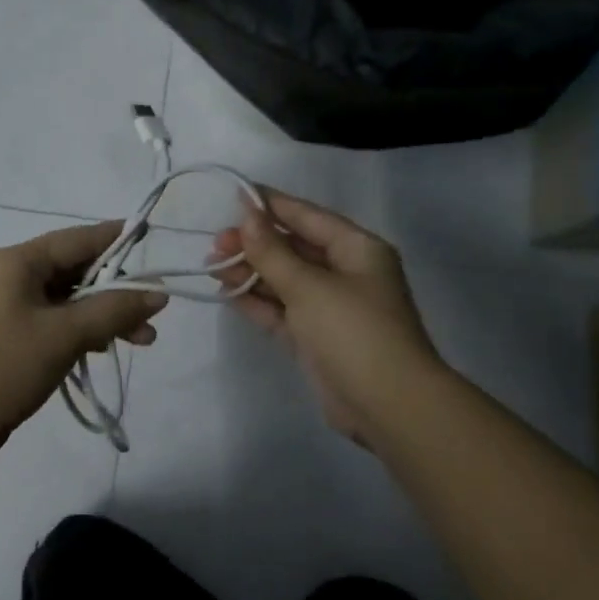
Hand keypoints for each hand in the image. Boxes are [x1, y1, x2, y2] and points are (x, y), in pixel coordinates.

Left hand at [0, 221, 167, 468]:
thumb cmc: (2, 368)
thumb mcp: (64, 335)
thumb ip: (113, 310)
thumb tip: (159, 294)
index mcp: (19, 262)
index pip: (79, 239)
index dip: (117, 239)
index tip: (152, 239)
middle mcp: (13, 276)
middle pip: (77, 270)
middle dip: (117, 291)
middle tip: (154, 315)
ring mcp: (10, 307)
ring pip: (71, 301)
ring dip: (105, 316)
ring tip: (143, 341)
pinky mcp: (12, 336)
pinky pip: (58, 323)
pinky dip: (84, 332)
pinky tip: (105, 349)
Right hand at [211, 189, 442, 448]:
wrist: (387, 404)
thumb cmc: (353, 331)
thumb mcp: (309, 286)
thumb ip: (272, 252)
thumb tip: (247, 214)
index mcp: (356, 249)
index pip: (308, 217)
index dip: (271, 205)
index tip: (234, 195)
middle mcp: (346, 273)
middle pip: (294, 248)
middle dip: (255, 244)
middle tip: (215, 244)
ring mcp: (330, 307)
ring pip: (284, 280)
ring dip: (251, 272)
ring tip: (211, 266)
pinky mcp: (315, 338)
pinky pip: (282, 310)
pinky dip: (257, 301)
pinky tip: (226, 292)